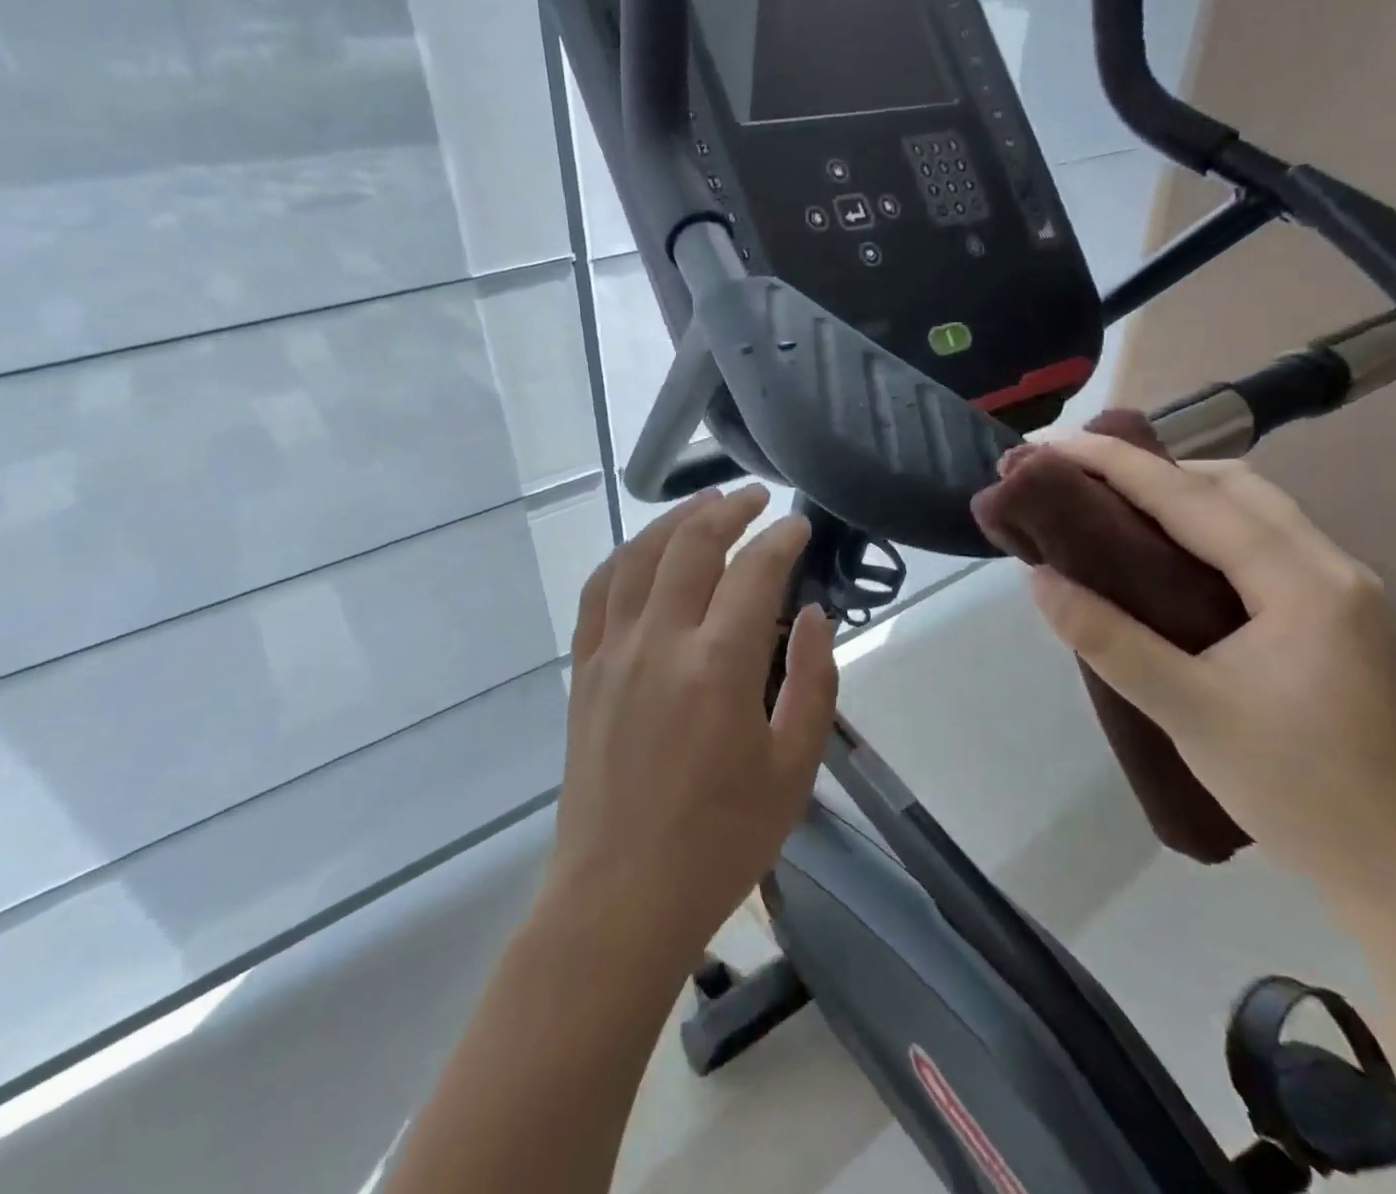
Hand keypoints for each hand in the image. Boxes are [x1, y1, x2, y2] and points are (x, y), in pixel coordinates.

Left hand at [546, 484, 837, 964]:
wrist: (621, 897)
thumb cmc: (721, 841)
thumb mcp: (792, 768)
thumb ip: (811, 682)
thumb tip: (811, 615)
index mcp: (718, 666)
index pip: (754, 572)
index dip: (781, 540)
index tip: (799, 526)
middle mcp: (659, 642)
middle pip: (691, 545)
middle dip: (728, 510)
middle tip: (756, 498)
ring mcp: (612, 652)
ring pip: (638, 557)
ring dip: (673, 520)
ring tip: (703, 503)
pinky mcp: (584, 670)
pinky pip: (599, 592)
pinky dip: (624, 558)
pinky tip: (643, 551)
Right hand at [1028, 434, 1395, 899]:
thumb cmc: (1299, 791)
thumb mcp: (1187, 711)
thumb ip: (1107, 638)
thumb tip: (1039, 578)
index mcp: (1301, 583)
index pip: (1192, 499)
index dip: (1115, 464)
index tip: (1051, 446)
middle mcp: (1332, 568)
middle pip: (1233, 485)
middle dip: (1151, 468)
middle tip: (1079, 478)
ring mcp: (1344, 593)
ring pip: (1253, 511)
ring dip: (1181, 495)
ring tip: (1113, 507)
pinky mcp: (1339, 619)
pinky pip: (1263, 545)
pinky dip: (1207, 529)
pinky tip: (1169, 557)